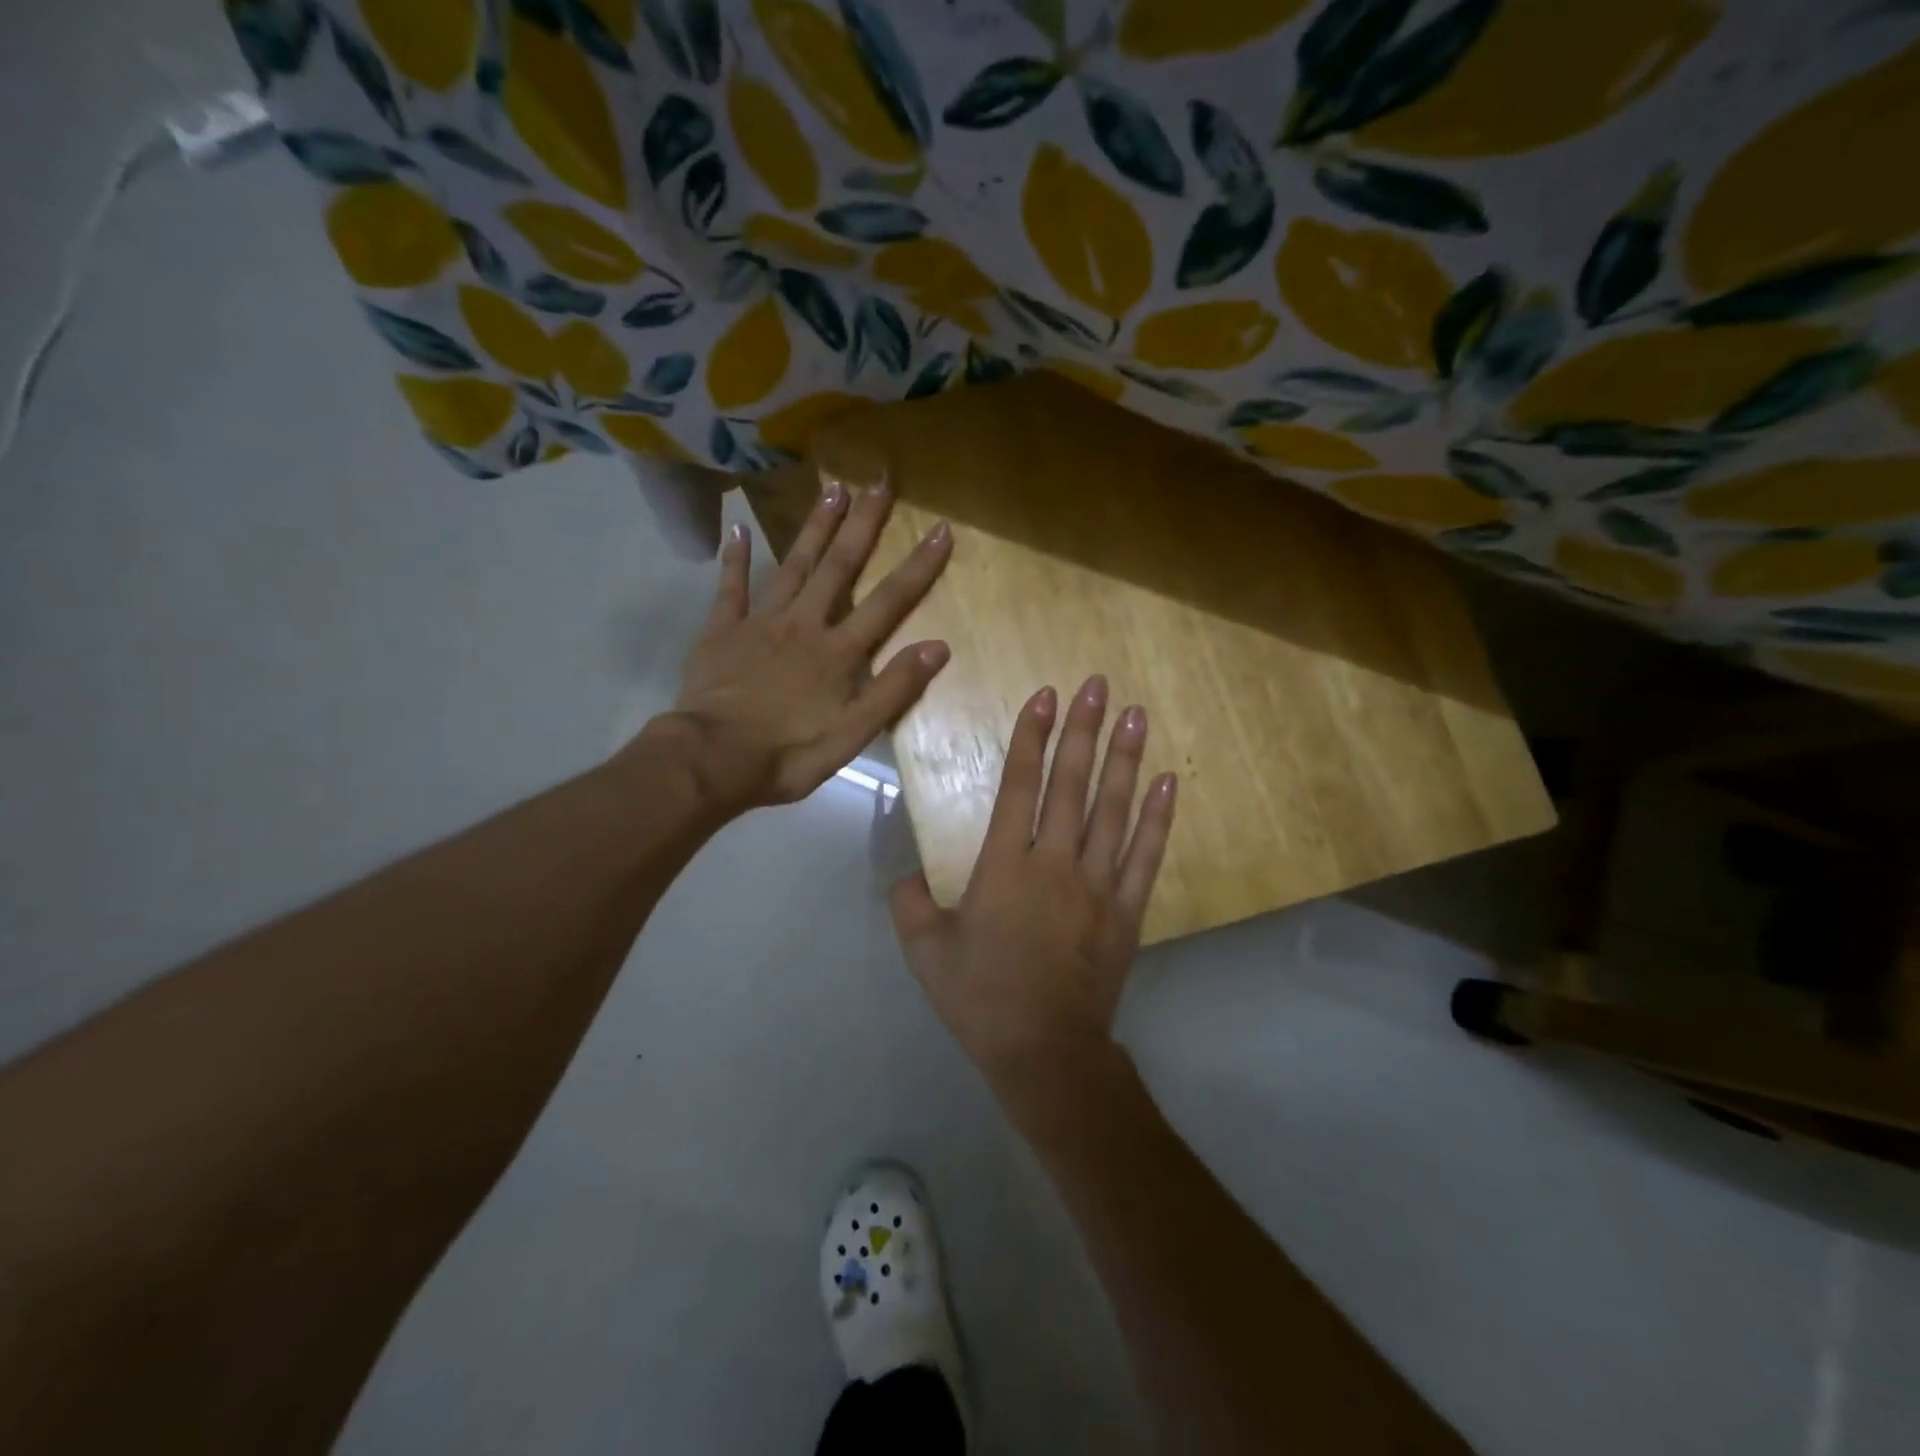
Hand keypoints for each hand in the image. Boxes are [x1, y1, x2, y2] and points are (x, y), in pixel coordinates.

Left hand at [651, 477, 952, 816]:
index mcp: (839, 651)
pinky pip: (730, 588)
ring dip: (815, 528)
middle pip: (839, 567)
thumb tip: (939, 646)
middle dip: (862, 524)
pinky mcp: (722, 631)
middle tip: (878, 482)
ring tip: (833, 489)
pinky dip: (735, 559)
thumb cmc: (790, 753)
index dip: (918, 566)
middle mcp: (805, 624)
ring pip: (793, 566)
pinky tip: (738, 529)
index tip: (940, 528)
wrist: (714, 759)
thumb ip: (895, 688)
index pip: (888, 601)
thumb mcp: (854, 732)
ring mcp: (761, 623)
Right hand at [890, 675, 1176, 1112]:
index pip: (1020, 785)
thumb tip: (906, 876)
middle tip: (1097, 686)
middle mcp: (1055, 862)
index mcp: (1005, 866)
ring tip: (1136, 715)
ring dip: (1125, 759)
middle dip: (1082, 730)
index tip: (1044, 696)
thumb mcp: (925, 952)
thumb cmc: (981, 998)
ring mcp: (1098, 883)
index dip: (1031, 737)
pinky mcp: (1127, 908)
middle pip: (1071, 784)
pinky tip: (1169, 781)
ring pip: (1114, 809)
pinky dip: (1159, 817)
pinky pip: (1146, 853)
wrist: (1043, 1049)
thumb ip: (910, 904)